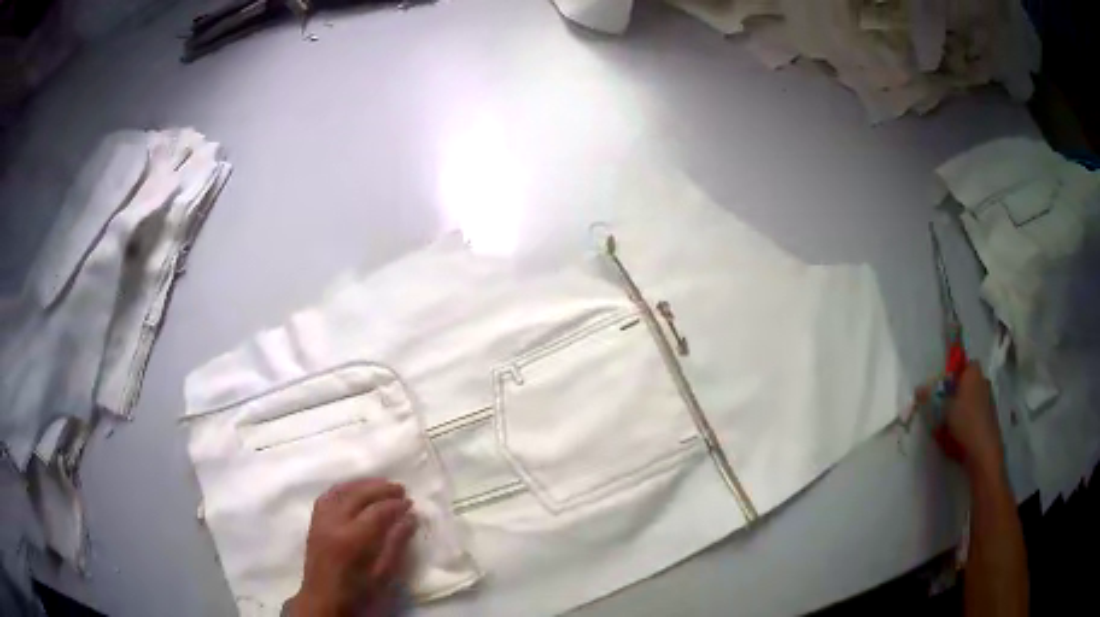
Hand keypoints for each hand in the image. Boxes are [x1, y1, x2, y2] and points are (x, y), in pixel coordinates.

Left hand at [286, 479, 417, 616]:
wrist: (323, 601)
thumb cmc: (358, 594)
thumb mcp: (383, 575)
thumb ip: (395, 545)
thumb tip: (410, 519)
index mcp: (352, 539)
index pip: (377, 512)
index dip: (395, 505)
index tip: (411, 503)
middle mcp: (333, 523)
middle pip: (358, 495)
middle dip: (380, 488)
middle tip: (400, 488)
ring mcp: (321, 521)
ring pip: (341, 491)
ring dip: (362, 484)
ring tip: (380, 484)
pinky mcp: (314, 523)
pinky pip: (327, 496)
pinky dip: (343, 489)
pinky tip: (354, 490)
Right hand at [919, 362, 1004, 477]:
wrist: (983, 449)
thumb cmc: (964, 421)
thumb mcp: (942, 409)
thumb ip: (930, 398)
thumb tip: (918, 389)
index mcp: (973, 373)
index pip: (964, 364)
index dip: (954, 374)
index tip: (943, 387)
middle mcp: (983, 382)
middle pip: (968, 383)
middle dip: (957, 393)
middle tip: (943, 407)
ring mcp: (989, 401)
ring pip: (971, 400)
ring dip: (961, 409)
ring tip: (948, 426)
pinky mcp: (990, 418)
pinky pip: (975, 415)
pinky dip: (967, 422)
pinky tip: (958, 436)